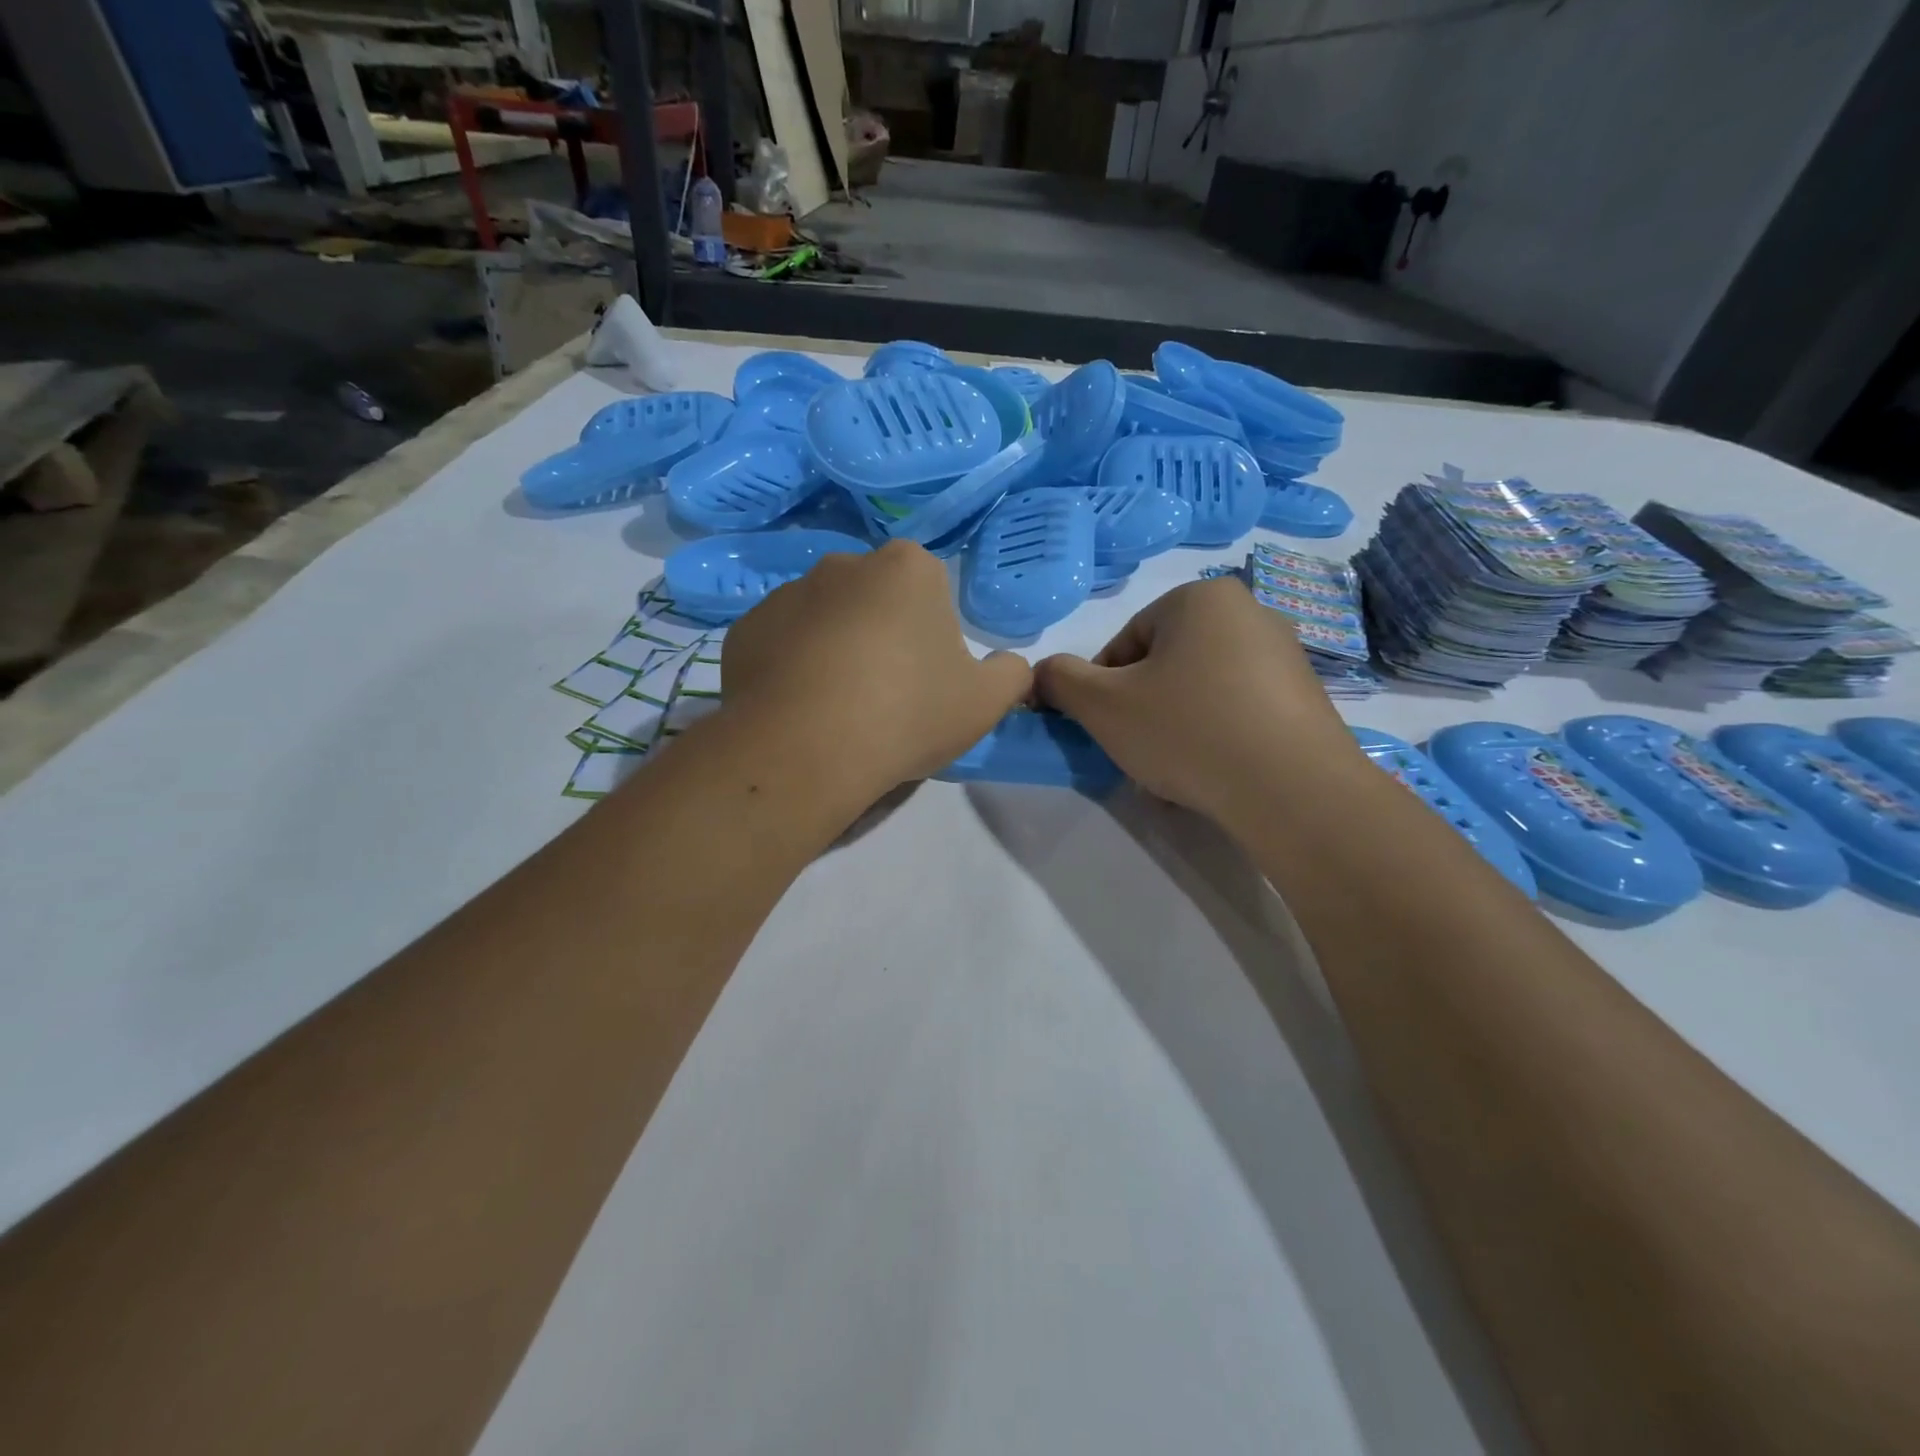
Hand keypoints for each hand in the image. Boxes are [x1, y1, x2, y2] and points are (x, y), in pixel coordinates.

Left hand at [720, 540, 1031, 799]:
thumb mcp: (985, 702)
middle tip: (886, 694)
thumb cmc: (907, 713)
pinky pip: (782, 643)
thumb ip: (1011, 674)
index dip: (933, 636)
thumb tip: (1008, 665)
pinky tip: (799, 709)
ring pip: (825, 619)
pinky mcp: (745, 628)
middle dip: (883, 634)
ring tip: (837, 708)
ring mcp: (786, 593)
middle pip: (875, 599)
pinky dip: (792, 667)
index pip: (931, 590)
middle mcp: (843, 564)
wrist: (806, 749)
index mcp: (908, 568)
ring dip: (835, 649)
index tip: (927, 679)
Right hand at [1034, 576, 1362, 825]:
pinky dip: (1215, 736)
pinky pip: (1239, 710)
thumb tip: (1043, 673)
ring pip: (1201, 689)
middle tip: (1136, 751)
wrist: (1292, 790)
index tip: (1104, 729)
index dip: (1102, 689)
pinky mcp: (1305, 697)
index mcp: (1200, 598)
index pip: (1125, 642)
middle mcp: (1249, 613)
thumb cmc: (1188, 731)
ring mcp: (1285, 655)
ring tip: (1173, 770)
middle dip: (1141, 708)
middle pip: (1165, 664)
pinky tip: (1211, 773)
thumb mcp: (1102, 706)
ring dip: (1174, 725)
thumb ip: (1060, 680)